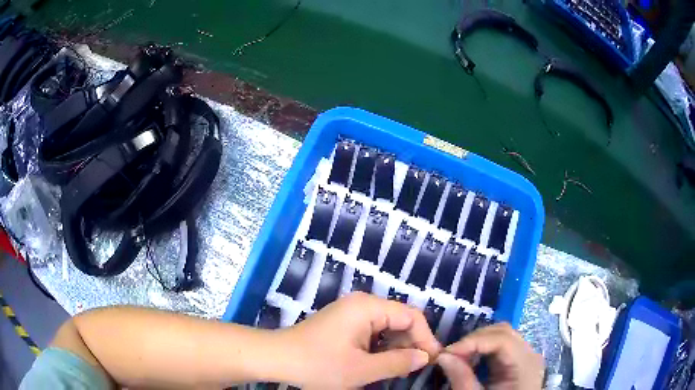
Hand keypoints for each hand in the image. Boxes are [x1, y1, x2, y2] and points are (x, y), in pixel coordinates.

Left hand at [277, 292, 440, 388]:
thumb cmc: (319, 364)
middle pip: (400, 319)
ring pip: (387, 326)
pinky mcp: (344, 323)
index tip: (432, 360)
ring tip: (399, 368)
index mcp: (368, 307)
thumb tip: (425, 357)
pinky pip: (372, 331)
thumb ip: (398, 362)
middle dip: (411, 343)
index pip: (411, 316)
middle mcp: (362, 304)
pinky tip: (380, 362)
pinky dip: (381, 346)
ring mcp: (352, 312)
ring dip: (396, 346)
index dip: (426, 338)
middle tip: (416, 367)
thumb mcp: (362, 369)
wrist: (278, 358)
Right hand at [437, 323, 543, 389]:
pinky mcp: (518, 359)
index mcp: (525, 365)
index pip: (502, 339)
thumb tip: (443, 356)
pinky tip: (472, 359)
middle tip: (450, 354)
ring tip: (458, 357)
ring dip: (478, 342)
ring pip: (502, 335)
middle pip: (503, 332)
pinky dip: (484, 348)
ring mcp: (526, 355)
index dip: (473, 341)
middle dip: (474, 340)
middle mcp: (530, 354)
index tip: (446, 352)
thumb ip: (462, 379)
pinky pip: (502, 344)